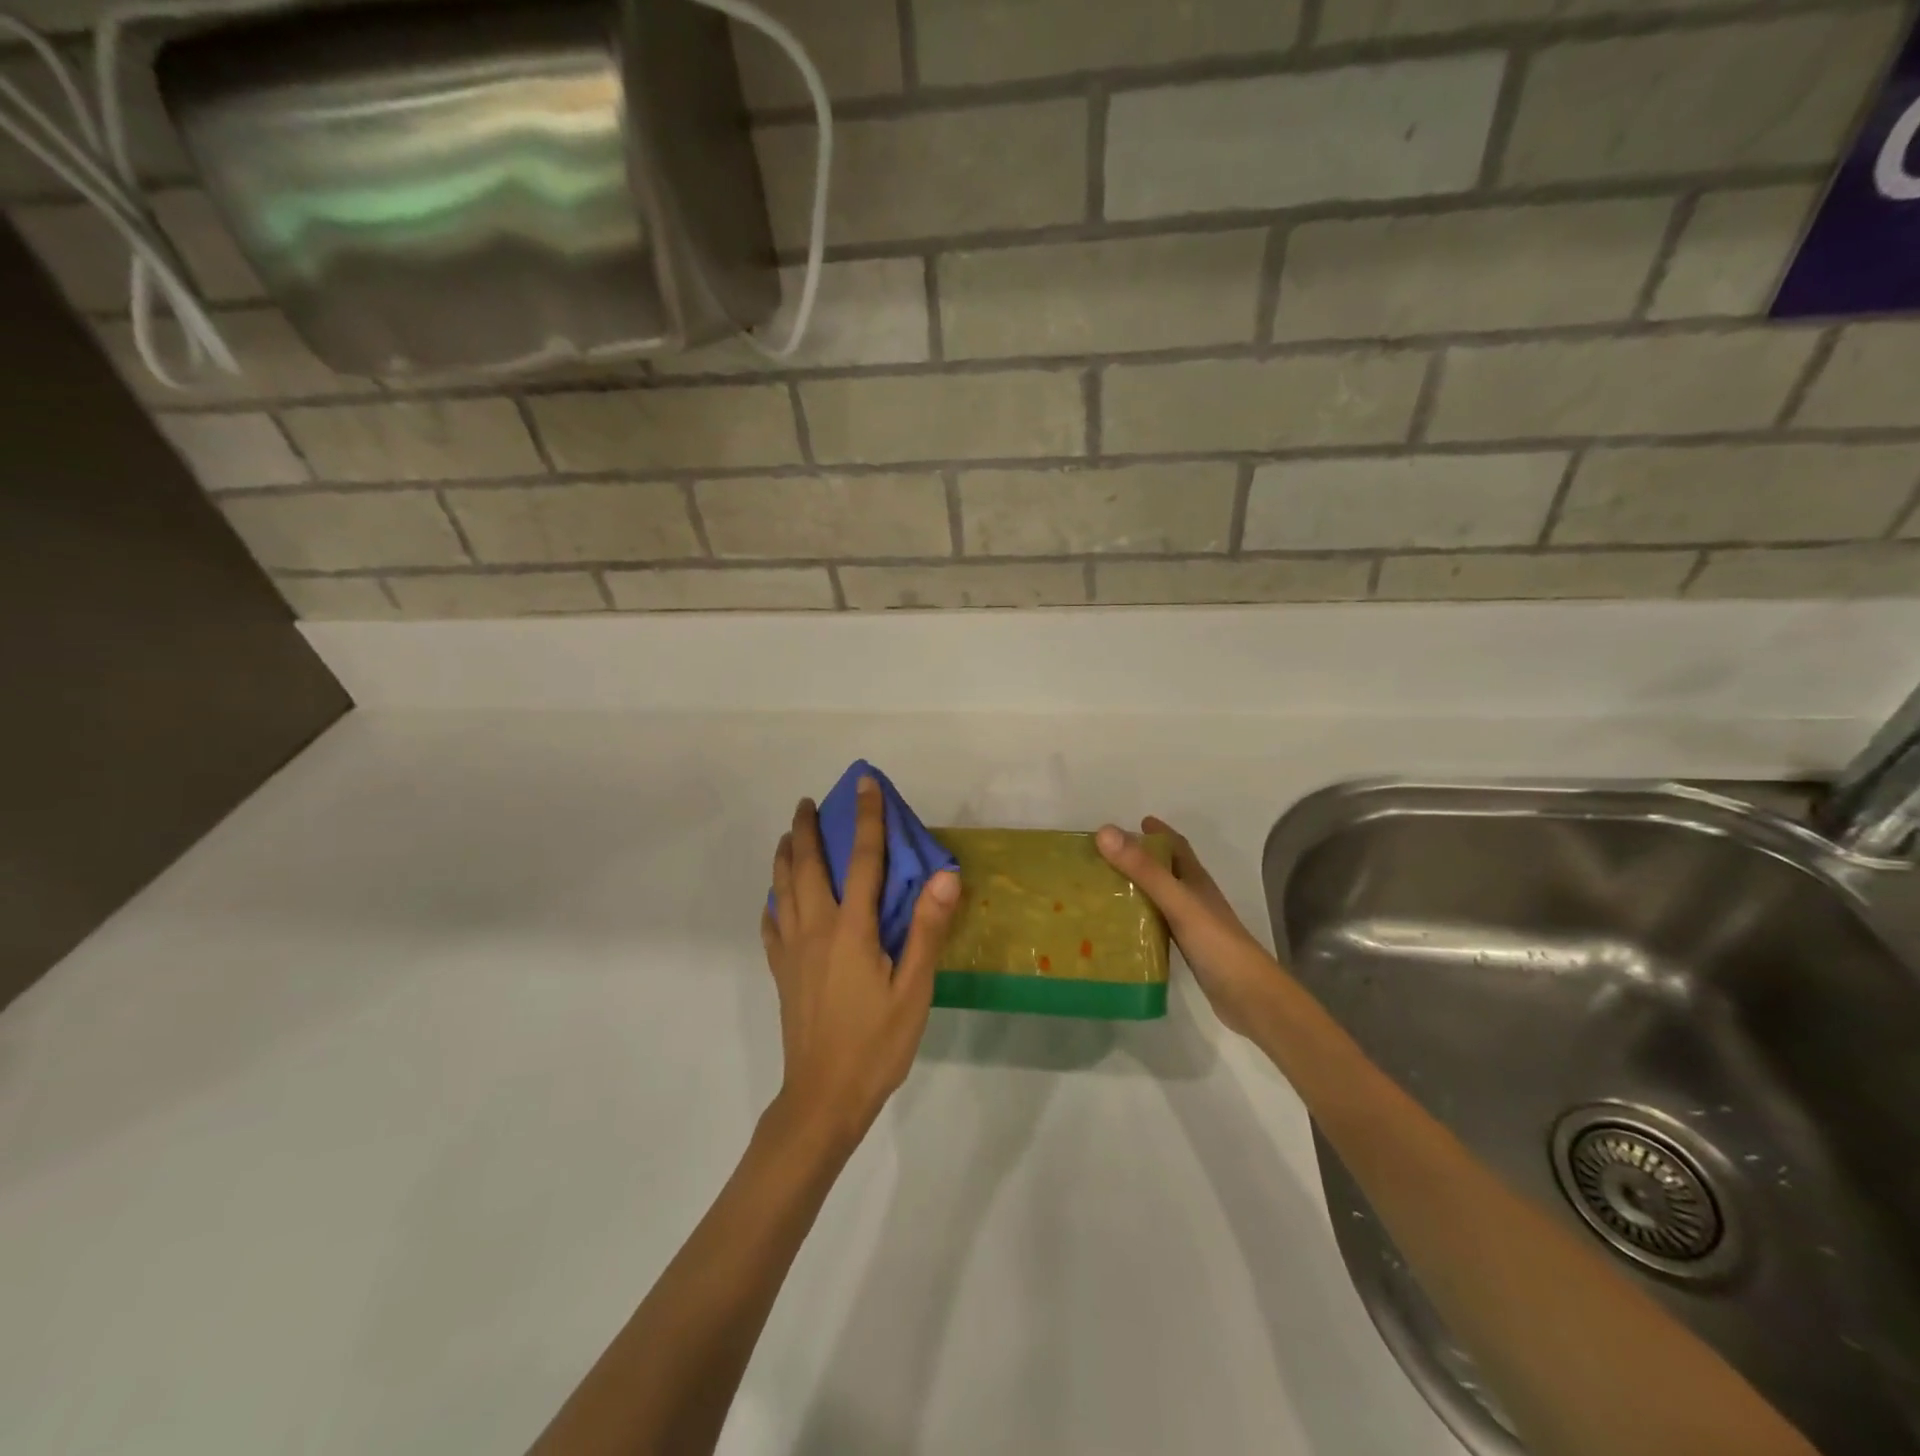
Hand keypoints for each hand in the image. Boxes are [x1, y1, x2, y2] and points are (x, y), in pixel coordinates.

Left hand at [761, 777, 961, 1150]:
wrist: (823, 1098)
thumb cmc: (876, 1043)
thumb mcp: (914, 990)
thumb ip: (926, 930)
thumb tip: (943, 875)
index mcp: (851, 929)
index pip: (863, 860)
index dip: (866, 819)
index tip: (863, 784)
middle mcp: (815, 929)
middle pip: (808, 866)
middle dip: (808, 829)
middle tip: (808, 803)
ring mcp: (792, 951)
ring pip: (782, 889)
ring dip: (785, 857)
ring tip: (789, 836)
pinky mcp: (781, 972)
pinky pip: (771, 924)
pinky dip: (773, 901)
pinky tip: (775, 899)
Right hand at [1096, 817, 1279, 1038]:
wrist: (1248, 996)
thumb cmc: (1215, 942)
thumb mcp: (1177, 901)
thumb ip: (1143, 869)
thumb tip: (1105, 832)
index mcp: (1195, 880)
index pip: (1176, 846)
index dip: (1158, 832)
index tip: (1133, 823)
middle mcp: (1195, 897)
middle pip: (1167, 870)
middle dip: (1142, 858)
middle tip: (1106, 858)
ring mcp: (1193, 924)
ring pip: (1161, 897)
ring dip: (1138, 888)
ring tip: (1105, 888)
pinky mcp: (1188, 949)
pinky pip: (1158, 925)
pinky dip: (1141, 919)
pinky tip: (1121, 927)